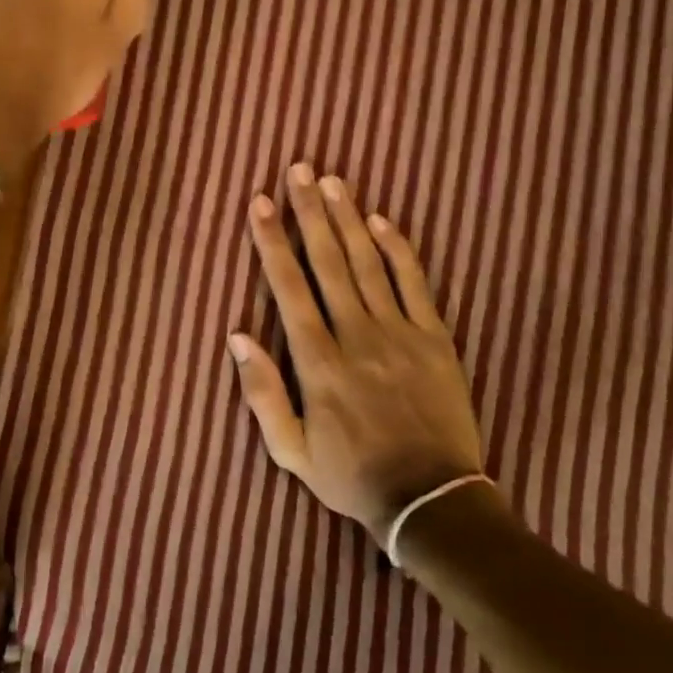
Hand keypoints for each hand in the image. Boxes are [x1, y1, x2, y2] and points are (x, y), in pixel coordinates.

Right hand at [230, 163, 489, 544]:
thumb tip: (237, 335)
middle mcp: (356, 335)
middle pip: (327, 261)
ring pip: (367, 263)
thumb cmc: (352, 476)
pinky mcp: (435, 339)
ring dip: (347, 219)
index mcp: (317, 361)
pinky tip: (381, 220)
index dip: (272, 241)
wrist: (433, 503)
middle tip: (298, 170)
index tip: (259, 203)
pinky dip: (398, 249)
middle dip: (309, 211)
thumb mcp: (291, 451)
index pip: (288, 287)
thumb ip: (261, 393)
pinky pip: (414, 284)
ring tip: (332, 181)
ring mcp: (399, 333)